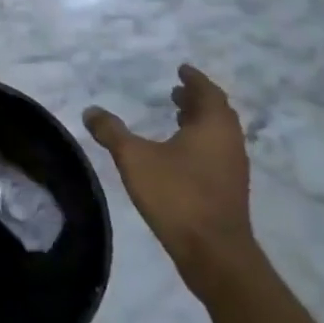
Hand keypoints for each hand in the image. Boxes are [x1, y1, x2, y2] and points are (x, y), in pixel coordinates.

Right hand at [84, 65, 256, 299]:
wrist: (214, 253)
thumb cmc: (177, 195)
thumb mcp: (134, 158)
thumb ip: (112, 132)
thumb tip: (91, 111)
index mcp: (213, 127)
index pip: (208, 93)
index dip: (195, 79)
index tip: (182, 69)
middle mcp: (229, 143)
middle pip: (217, 113)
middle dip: (196, 100)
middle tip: (176, 91)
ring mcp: (232, 169)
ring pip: (217, 135)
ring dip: (199, 122)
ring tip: (176, 116)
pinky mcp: (228, 190)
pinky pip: (216, 153)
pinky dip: (199, 142)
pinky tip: (178, 153)